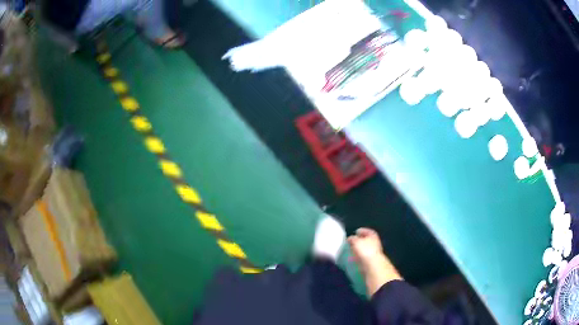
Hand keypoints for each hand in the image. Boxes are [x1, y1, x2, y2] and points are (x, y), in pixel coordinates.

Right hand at [348, 228, 383, 268]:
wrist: (372, 264)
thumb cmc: (365, 250)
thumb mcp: (356, 241)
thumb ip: (352, 238)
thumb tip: (350, 238)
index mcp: (373, 235)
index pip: (367, 231)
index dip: (362, 230)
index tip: (356, 232)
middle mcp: (375, 242)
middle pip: (366, 239)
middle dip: (359, 240)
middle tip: (352, 241)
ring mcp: (374, 251)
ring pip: (365, 248)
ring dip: (358, 248)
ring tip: (351, 249)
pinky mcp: (371, 259)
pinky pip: (363, 256)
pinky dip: (358, 256)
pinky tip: (353, 257)